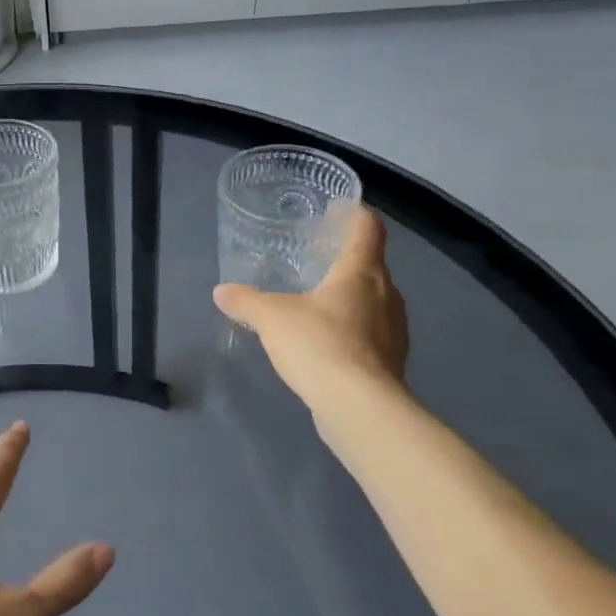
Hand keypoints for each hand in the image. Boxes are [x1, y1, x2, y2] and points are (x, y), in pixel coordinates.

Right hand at [212, 204, 408, 412]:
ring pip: (373, 301)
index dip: (354, 213)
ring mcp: (393, 331)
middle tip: (316, 257)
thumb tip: (222, 292)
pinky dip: (351, 328)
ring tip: (317, 299)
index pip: (367, 228)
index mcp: (361, 273)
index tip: (336, 207)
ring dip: (349, 295)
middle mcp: (386, 295)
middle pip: (372, 265)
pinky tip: (325, 342)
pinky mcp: (391, 362)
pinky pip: (370, 333)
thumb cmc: (320, 345)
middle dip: (346, 258)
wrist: (360, 408)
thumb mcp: (271, 318)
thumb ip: (246, 301)